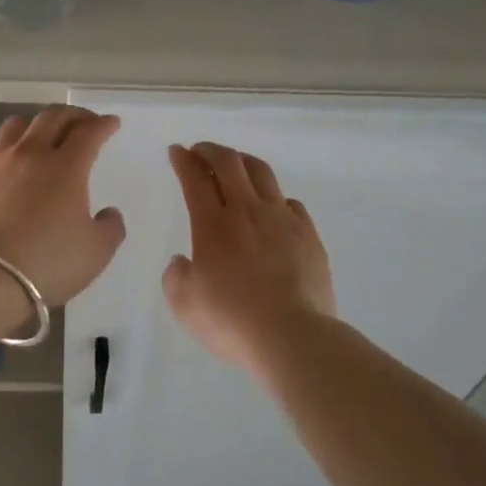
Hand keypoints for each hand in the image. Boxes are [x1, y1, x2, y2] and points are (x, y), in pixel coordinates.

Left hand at [0, 107, 126, 305]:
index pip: (89, 133)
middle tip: (83, 121)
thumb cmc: (47, 264)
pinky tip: (3, 171)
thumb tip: (108, 212)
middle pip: (52, 119)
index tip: (111, 123)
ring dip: (34, 126)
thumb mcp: (96, 252)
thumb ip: (110, 227)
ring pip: (15, 127)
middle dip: (72, 115)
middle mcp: (30, 155)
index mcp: (66, 167)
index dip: (103, 125)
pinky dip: (2, 156)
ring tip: (41, 136)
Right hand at [162, 142, 336, 368]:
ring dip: (243, 161)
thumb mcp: (184, 304)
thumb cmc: (231, 321)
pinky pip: (289, 202)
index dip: (183, 161)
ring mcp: (282, 219)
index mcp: (212, 224)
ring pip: (262, 173)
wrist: (291, 335)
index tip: (176, 152)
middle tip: (200, 151)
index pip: (194, 179)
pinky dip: (274, 196)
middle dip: (210, 150)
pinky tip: (271, 207)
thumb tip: (184, 261)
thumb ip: (176, 276)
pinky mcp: (308, 234)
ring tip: (235, 165)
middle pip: (229, 163)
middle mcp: (247, 211)